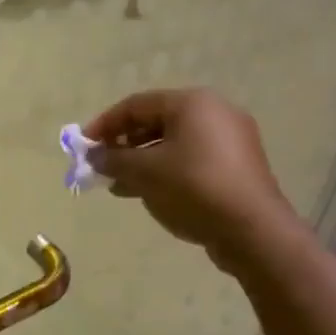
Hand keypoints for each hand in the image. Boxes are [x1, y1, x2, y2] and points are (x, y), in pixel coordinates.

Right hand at [85, 89, 301, 272]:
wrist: (252, 231)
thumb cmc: (194, 189)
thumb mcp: (145, 172)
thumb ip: (114, 159)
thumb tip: (94, 156)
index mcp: (193, 103)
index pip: (137, 104)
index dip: (105, 124)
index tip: (83, 146)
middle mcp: (215, 113)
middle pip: (156, 121)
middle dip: (124, 144)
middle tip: (101, 165)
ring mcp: (230, 140)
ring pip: (173, 143)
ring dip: (142, 161)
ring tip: (118, 184)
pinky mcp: (236, 166)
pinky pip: (191, 159)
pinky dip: (165, 170)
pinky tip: (146, 192)